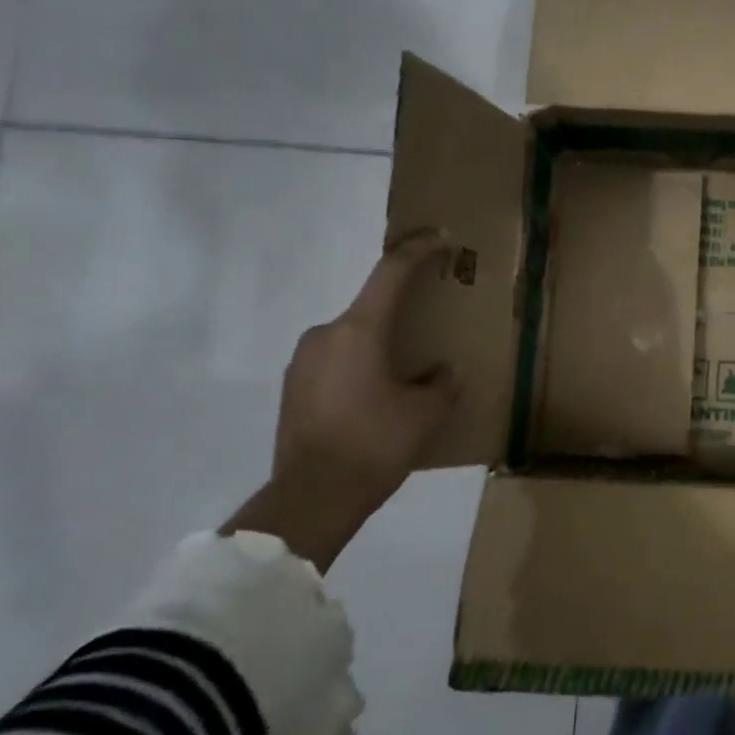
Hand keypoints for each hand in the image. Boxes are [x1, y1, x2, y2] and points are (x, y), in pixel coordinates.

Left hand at [225, 239, 459, 570]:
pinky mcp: (292, 388)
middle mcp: (325, 334)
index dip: (418, 250)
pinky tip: (377, 402)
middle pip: (372, 309)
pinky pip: (336, 363)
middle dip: (403, 314)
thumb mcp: (428, 412)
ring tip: (406, 378)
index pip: (391, 273)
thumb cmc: (376, 443)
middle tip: (430, 332)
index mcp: (360, 330)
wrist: (312, 497)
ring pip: (353, 338)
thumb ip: (442, 382)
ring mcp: (302, 361)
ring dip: (381, 347)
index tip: (440, 238)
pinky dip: (360, 369)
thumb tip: (438, 372)